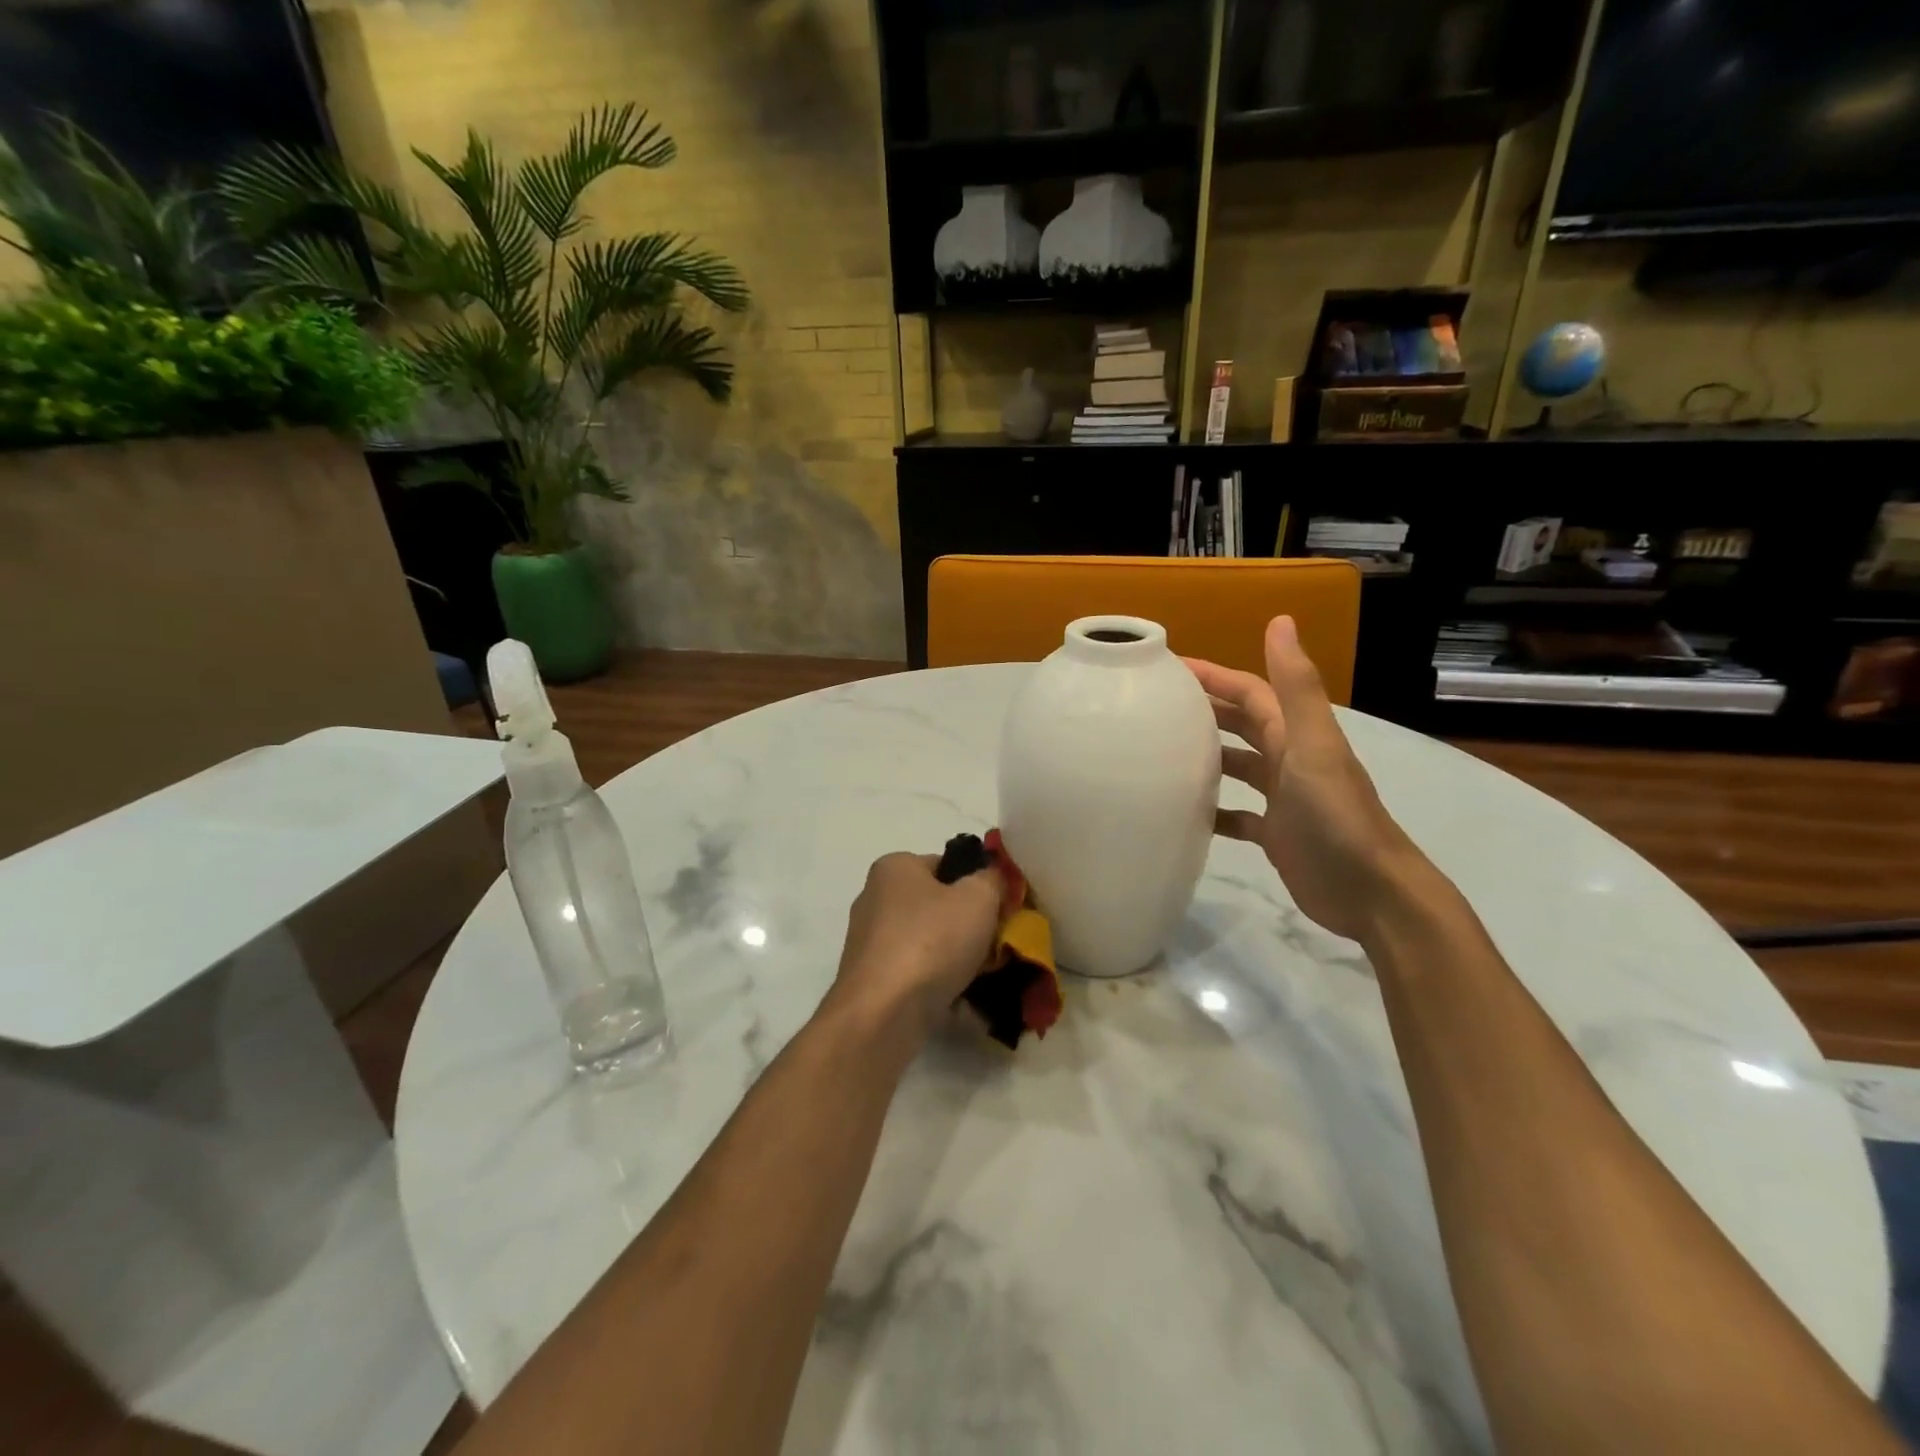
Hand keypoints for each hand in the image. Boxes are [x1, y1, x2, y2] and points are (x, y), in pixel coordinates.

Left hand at [826, 852, 1003, 1041]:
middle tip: (997, 945)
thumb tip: (993, 877)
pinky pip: (916, 974)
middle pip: (937, 906)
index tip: (1000, 908)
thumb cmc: (931, 941)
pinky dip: (938, 984)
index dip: (977, 883)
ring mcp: (870, 943)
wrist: (883, 1014)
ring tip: (984, 976)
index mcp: (893, 868)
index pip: (945, 865)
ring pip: (928, 943)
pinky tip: (961, 1001)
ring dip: (956, 958)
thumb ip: (992, 880)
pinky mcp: (871, 981)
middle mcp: (875, 899)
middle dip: (968, 925)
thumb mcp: (978, 897)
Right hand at [1185, 616, 1428, 942]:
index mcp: (1296, 734)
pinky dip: (1214, 809)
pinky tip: (1186, 813)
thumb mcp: (1313, 745)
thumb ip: (1296, 687)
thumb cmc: (1336, 816)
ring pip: (1238, 766)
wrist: (1370, 893)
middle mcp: (1289, 759)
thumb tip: (1281, 619)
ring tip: (1161, 753)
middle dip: (1204, 710)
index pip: (1248, 692)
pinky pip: (1237, 813)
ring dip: (1207, 755)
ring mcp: (1283, 798)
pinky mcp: (1276, 834)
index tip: (1167, 667)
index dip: (1212, 676)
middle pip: (1241, 724)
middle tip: (1154, 706)